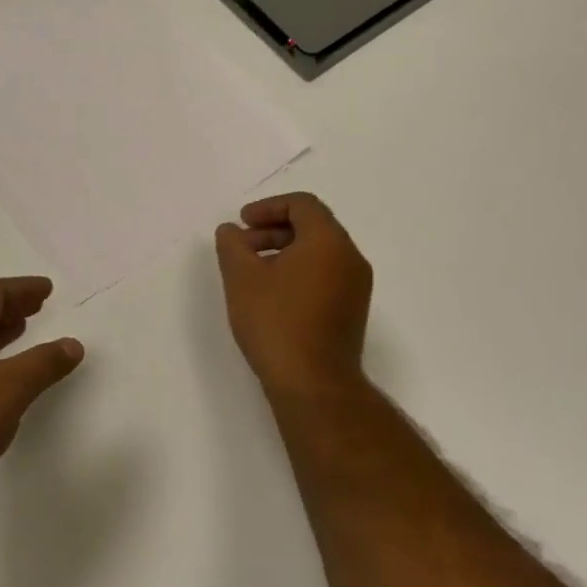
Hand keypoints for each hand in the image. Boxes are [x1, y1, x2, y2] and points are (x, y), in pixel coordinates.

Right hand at [215, 192, 372, 400]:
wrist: (313, 382)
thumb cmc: (275, 322)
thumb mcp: (241, 278)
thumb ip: (232, 246)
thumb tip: (230, 231)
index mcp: (328, 241)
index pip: (302, 204)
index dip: (268, 207)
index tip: (241, 223)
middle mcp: (350, 258)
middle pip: (313, 226)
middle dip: (273, 229)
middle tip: (241, 247)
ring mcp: (356, 286)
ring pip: (319, 253)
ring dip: (284, 251)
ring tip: (252, 272)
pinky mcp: (351, 310)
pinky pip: (325, 275)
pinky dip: (298, 272)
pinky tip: (272, 295)